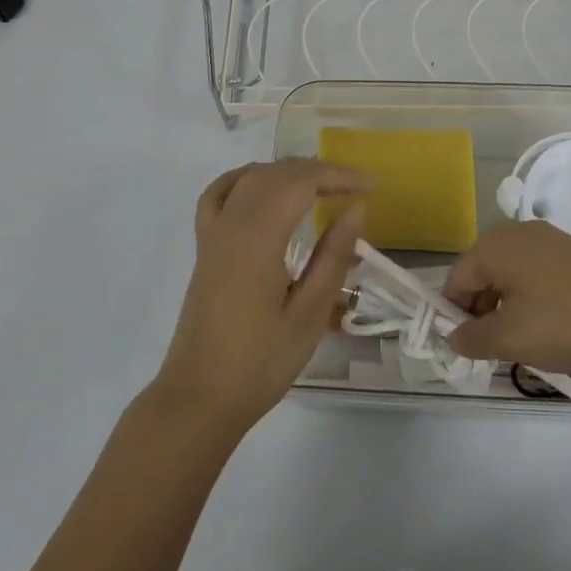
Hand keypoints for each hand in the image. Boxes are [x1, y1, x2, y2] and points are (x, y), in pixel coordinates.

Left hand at [150, 159, 368, 435]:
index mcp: (258, 237)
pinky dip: (246, 178)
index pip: (301, 181)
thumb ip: (332, 257)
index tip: (371, 187)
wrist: (199, 398)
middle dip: (319, 171)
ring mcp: (213, 232)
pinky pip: (220, 192)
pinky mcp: (204, 246)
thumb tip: (356, 209)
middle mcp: (232, 222)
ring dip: (288, 173)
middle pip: (277, 173)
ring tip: (322, 186)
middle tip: (355, 189)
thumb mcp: (308, 315)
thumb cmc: (259, 363)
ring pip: (251, 177)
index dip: (338, 176)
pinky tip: (263, 186)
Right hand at [443, 221, 570, 376]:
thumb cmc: (566, 323)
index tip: (468, 349)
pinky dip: (534, 301)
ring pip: (511, 276)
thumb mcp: (512, 339)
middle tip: (497, 350)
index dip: (454, 315)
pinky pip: (538, 275)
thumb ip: (473, 337)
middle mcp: (518, 234)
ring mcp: (550, 241)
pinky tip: (554, 328)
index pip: (456, 279)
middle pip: (482, 273)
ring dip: (508, 309)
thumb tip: (453, 335)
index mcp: (495, 246)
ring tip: (527, 343)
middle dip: (482, 312)